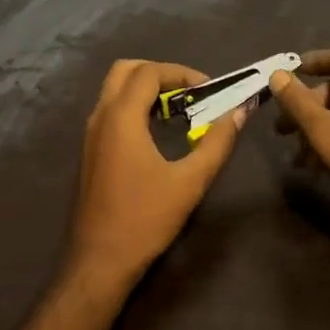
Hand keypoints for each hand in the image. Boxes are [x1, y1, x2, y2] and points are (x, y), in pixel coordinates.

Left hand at [64, 59, 244, 292]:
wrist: (100, 259)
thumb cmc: (146, 218)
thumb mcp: (190, 181)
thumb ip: (217, 142)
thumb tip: (239, 112)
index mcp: (121, 118)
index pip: (149, 72)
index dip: (181, 72)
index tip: (208, 88)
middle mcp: (100, 117)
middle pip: (125, 70)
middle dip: (159, 72)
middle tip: (189, 91)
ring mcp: (90, 134)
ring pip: (114, 90)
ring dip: (145, 89)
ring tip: (178, 109)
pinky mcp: (90, 151)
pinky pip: (110, 111)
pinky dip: (133, 106)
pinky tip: (157, 131)